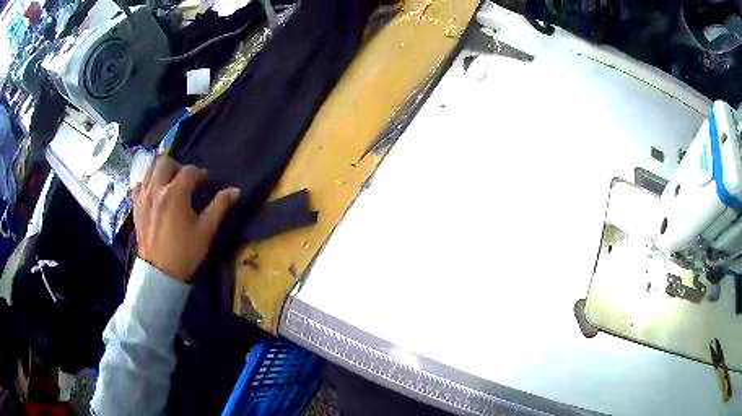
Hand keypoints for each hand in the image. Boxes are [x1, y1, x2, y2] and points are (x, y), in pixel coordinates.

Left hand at [132, 156, 239, 281]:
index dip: (200, 173)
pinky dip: (146, 183)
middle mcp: (157, 189)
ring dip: (160, 171)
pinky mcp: (136, 206)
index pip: (190, 171)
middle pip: (165, 162)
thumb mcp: (206, 231)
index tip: (206, 181)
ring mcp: (143, 197)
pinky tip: (153, 192)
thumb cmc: (185, 252)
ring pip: (149, 169)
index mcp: (176, 193)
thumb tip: (236, 190)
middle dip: (177, 165)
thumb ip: (219, 206)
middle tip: (184, 178)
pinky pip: (138, 185)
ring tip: (168, 182)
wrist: (160, 273)